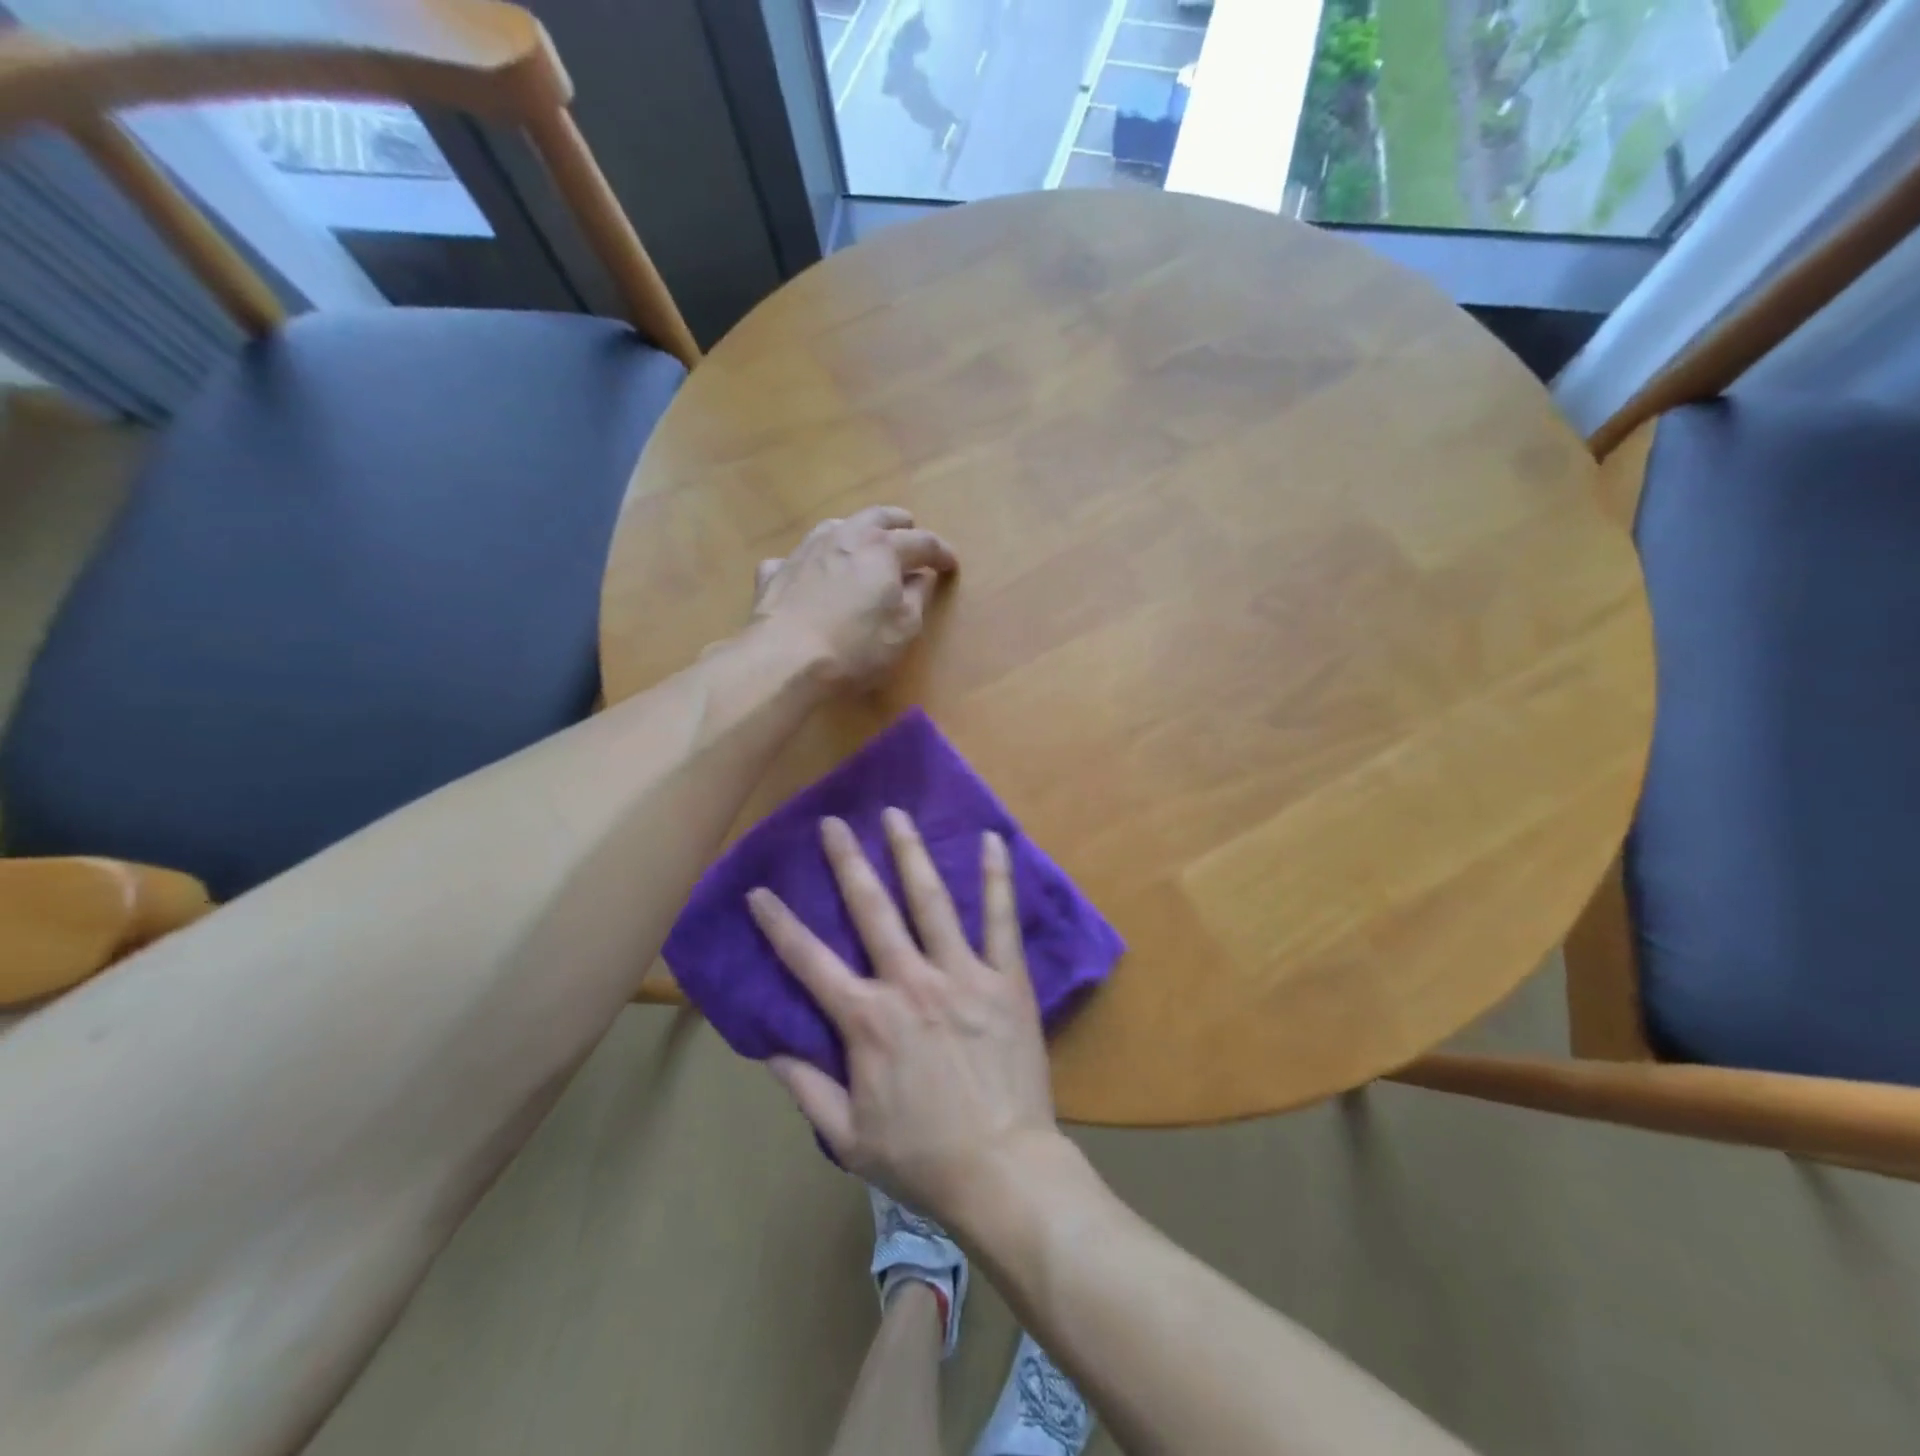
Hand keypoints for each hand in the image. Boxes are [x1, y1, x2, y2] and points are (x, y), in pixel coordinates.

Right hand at [747, 810, 1059, 1222]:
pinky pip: (1001, 919)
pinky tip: (992, 839)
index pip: (809, 961)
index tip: (759, 891)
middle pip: (871, 910)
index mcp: (867, 1019)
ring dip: (910, 853)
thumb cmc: (922, 1158)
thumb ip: (807, 1089)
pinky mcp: (1006, 979)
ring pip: (931, 901)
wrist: (1003, 1170)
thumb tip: (770, 1050)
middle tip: (833, 823)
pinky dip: (997, 877)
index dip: (779, 925)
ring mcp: (961, 974)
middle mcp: (909, 982)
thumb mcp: (848, 1137)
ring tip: (896, 814)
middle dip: (847, 862)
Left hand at [752, 508, 956, 687]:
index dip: (941, 553)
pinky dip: (812, 562)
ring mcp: (805, 550)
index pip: (922, 542)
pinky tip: (811, 575)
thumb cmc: (856, 647)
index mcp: (882, 549)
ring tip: (864, 546)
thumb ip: (917, 598)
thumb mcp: (903, 629)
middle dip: (899, 524)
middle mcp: (844, 536)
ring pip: (836, 526)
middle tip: (911, 533)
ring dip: (856, 532)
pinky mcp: (775, 571)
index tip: (951, 565)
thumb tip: (921, 578)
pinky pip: (799, 557)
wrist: (785, 659)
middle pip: (878, 517)